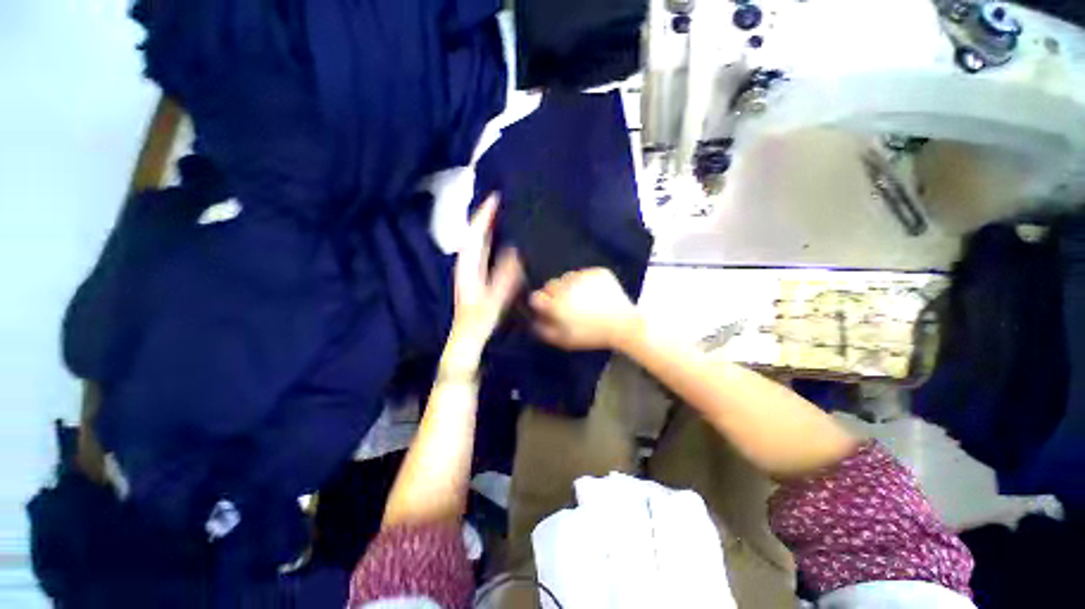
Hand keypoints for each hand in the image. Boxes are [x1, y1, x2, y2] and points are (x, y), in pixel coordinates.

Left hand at [450, 196, 522, 348]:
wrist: (468, 335)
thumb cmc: (479, 319)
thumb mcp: (495, 298)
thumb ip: (505, 277)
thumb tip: (515, 251)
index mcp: (468, 266)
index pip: (475, 234)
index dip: (484, 215)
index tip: (495, 198)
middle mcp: (466, 263)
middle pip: (473, 234)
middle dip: (485, 216)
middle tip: (500, 201)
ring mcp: (469, 268)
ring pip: (476, 241)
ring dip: (486, 226)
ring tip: (500, 214)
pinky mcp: (475, 274)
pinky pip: (481, 250)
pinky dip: (488, 239)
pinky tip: (497, 238)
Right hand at [529, 268, 639, 350]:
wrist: (624, 325)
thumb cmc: (592, 335)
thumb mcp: (565, 340)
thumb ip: (544, 331)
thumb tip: (533, 321)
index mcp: (556, 303)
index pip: (536, 297)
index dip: (542, 304)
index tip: (550, 309)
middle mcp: (566, 286)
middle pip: (551, 285)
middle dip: (555, 294)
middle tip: (568, 306)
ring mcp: (583, 276)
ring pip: (567, 277)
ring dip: (570, 287)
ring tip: (583, 300)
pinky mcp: (598, 271)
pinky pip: (585, 274)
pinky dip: (586, 282)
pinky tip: (595, 294)